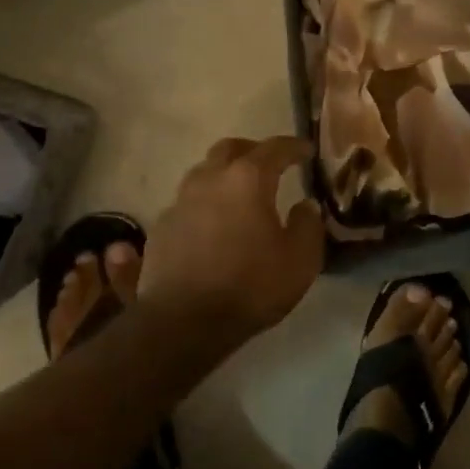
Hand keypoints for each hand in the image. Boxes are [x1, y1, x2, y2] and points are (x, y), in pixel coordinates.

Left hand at [140, 135, 325, 344]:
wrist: (183, 322)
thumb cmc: (250, 286)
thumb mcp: (300, 260)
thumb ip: (308, 226)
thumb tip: (305, 206)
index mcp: (247, 179)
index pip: (274, 148)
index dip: (294, 147)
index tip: (306, 151)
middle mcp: (210, 179)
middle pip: (230, 149)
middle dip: (252, 151)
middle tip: (268, 164)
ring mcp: (180, 201)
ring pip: (203, 172)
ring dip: (223, 175)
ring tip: (238, 194)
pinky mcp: (161, 227)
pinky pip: (187, 203)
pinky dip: (204, 204)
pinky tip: (212, 224)